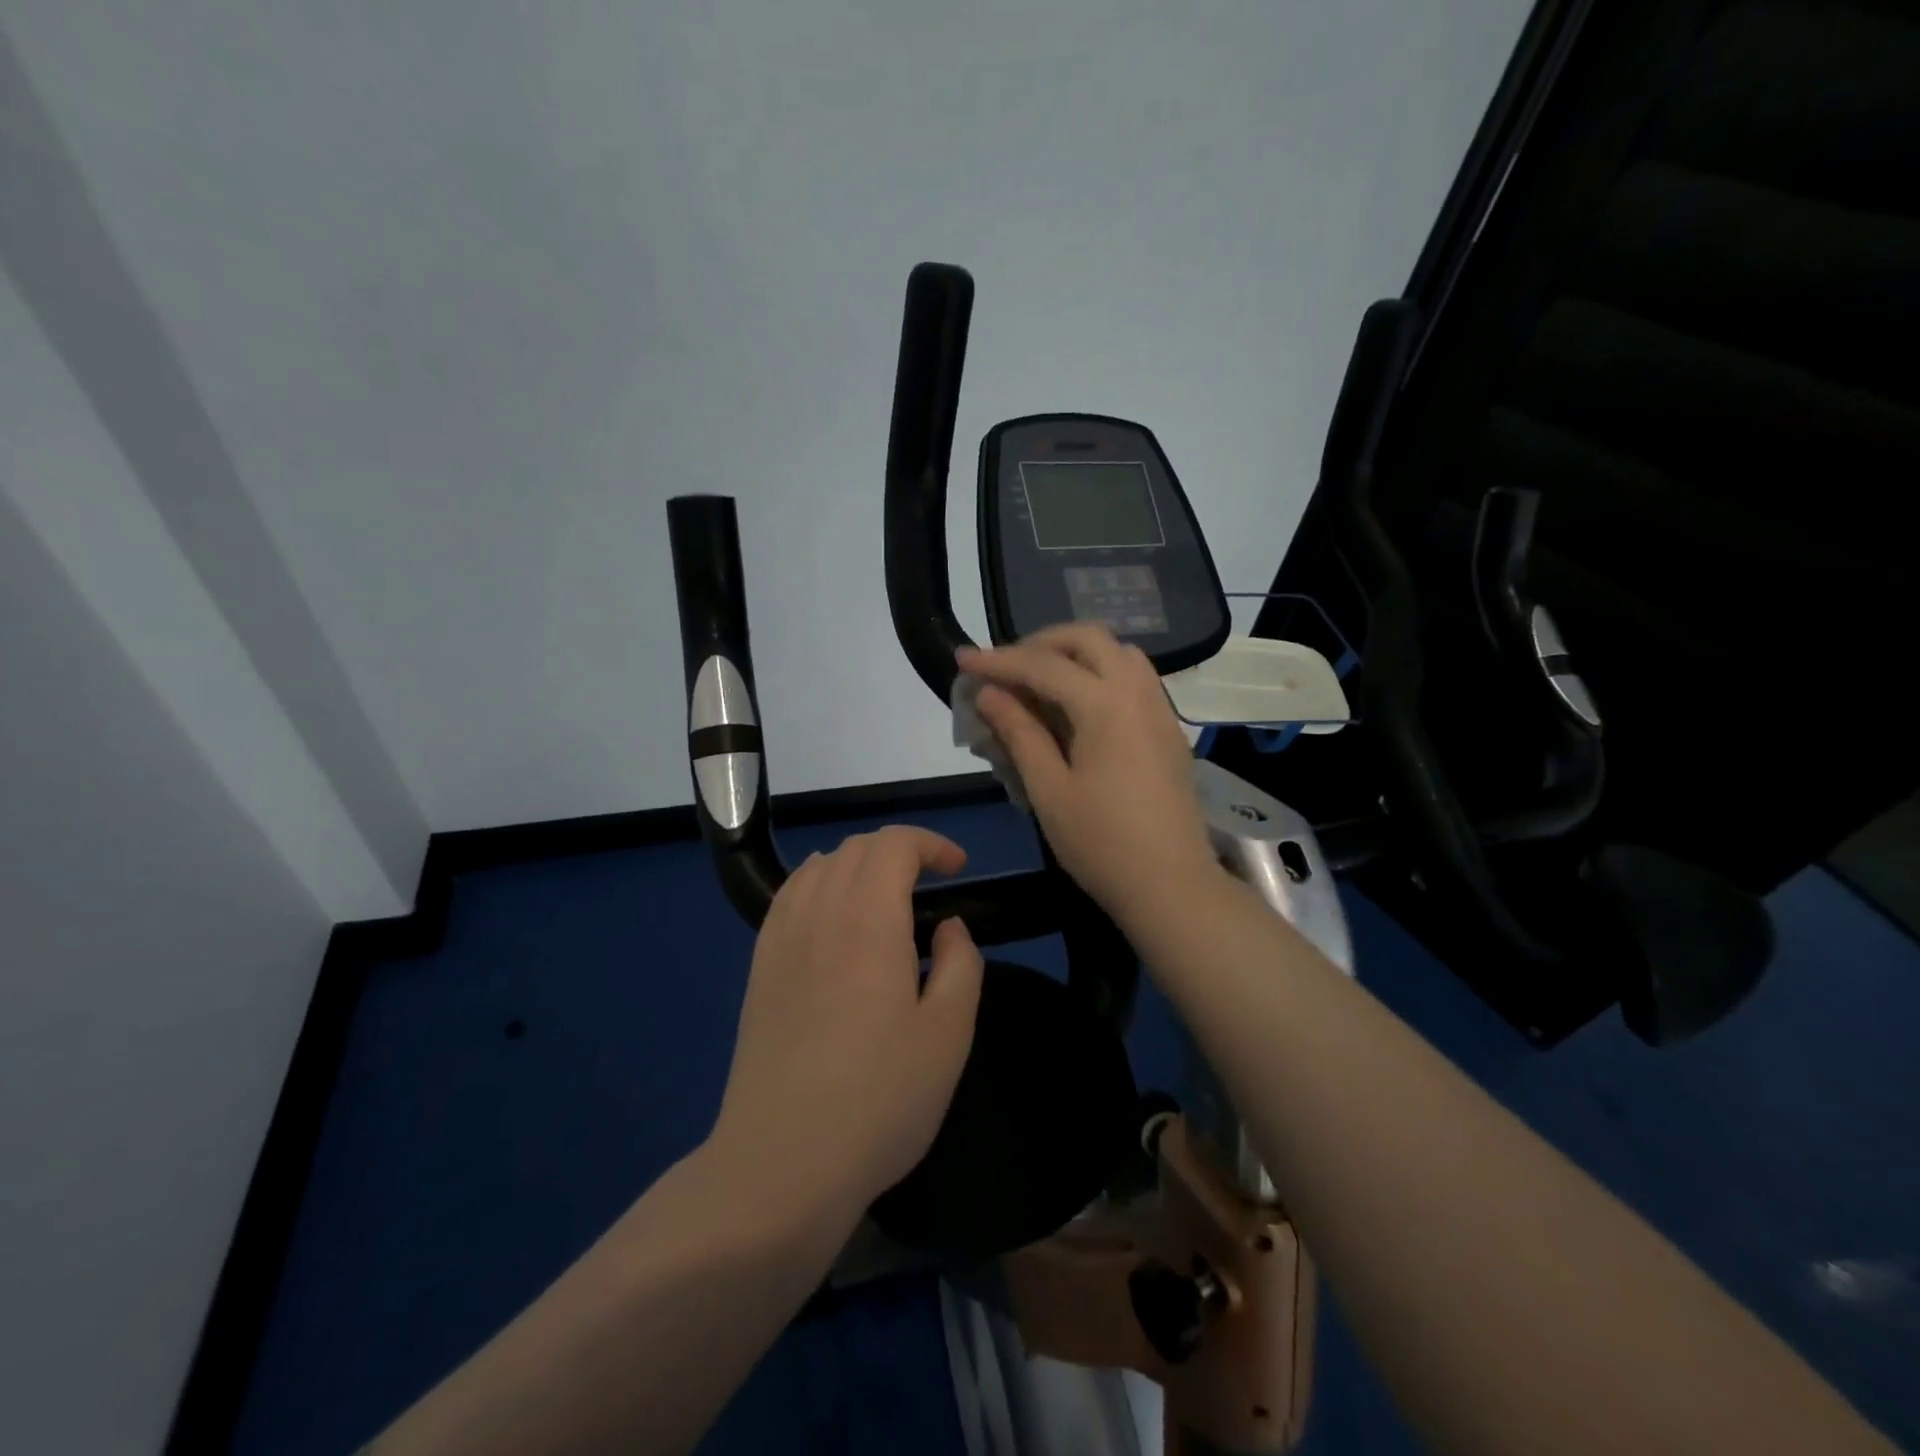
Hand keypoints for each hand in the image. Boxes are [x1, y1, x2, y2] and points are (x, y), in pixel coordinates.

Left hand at [708, 827, 984, 1224]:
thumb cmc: (879, 1100)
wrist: (782, 1163)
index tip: (959, 869)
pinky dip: (819, 882)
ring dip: (859, 863)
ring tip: (885, 896)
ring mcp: (781, 938)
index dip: (931, 844)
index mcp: (868, 921)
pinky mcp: (758, 967)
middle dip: (900, 850)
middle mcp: (819, 913)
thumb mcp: (948, 1036)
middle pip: (856, 847)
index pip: (894, 844)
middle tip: (931, 884)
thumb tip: (948, 927)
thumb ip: (960, 965)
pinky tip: (833, 916)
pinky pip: (789, 895)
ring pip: (820, 866)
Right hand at [957, 624, 1218, 924]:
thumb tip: (989, 694)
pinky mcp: (1168, 730)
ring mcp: (1160, 710)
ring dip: (1076, 655)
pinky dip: (1100, 674)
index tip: (963, 659)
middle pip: (1089, 638)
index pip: (1043, 665)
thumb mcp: (1048, 791)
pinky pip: (1134, 679)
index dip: (998, 660)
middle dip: (1042, 643)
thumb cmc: (1102, 844)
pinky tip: (1077, 709)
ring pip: (1118, 653)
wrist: (1172, 886)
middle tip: (1007, 668)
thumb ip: (1019, 733)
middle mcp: (1138, 693)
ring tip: (1040, 683)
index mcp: (1106, 705)